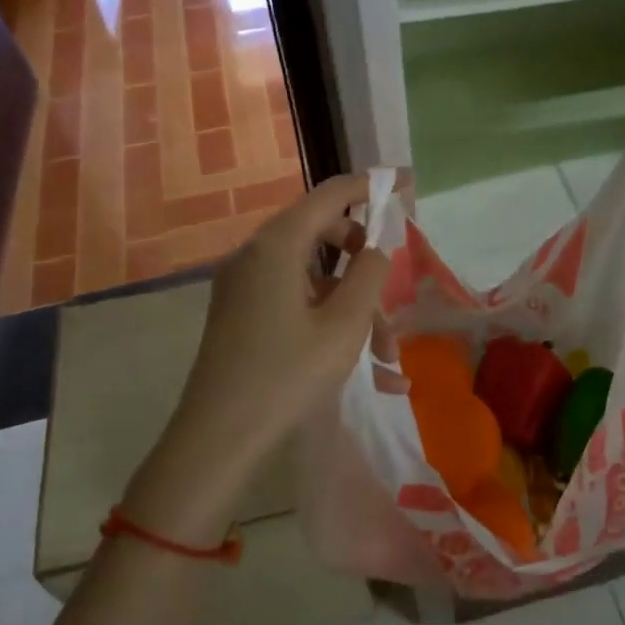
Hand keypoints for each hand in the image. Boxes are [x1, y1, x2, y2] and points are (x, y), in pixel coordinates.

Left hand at [125, 174, 387, 539]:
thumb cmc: (287, 375)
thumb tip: (377, 246)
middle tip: (393, 292)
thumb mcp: (344, 324)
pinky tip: (362, 364)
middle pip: (321, 233)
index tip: (407, 186)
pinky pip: (294, 298)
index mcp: (276, 245)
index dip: (371, 186)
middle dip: (365, 261)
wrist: (217, 438)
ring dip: (352, 303)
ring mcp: (243, 285)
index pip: (330, 194)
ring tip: (386, 354)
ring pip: (312, 274)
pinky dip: (327, 317)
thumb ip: (370, 274)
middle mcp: (254, 255)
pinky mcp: (240, 313)